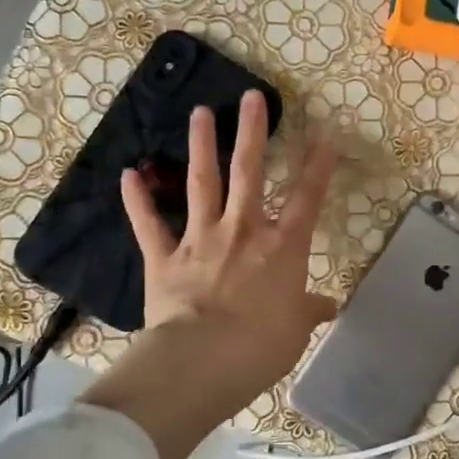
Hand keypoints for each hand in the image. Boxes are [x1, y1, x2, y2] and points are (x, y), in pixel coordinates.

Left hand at [103, 90, 336, 448]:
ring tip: (200, 113)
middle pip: (249, 172)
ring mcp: (201, 239)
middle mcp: (243, 230)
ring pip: (202, 183)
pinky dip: (138, 200)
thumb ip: (310, 311)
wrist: (202, 360)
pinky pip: (149, 224)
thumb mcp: (297, 331)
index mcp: (282, 247)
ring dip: (201, 146)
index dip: (318, 165)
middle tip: (251, 97)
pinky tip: (129, 174)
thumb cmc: (261, 346)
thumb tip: (329, 306)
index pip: (307, 197)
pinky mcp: (164, 258)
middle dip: (252, 132)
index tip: (324, 133)